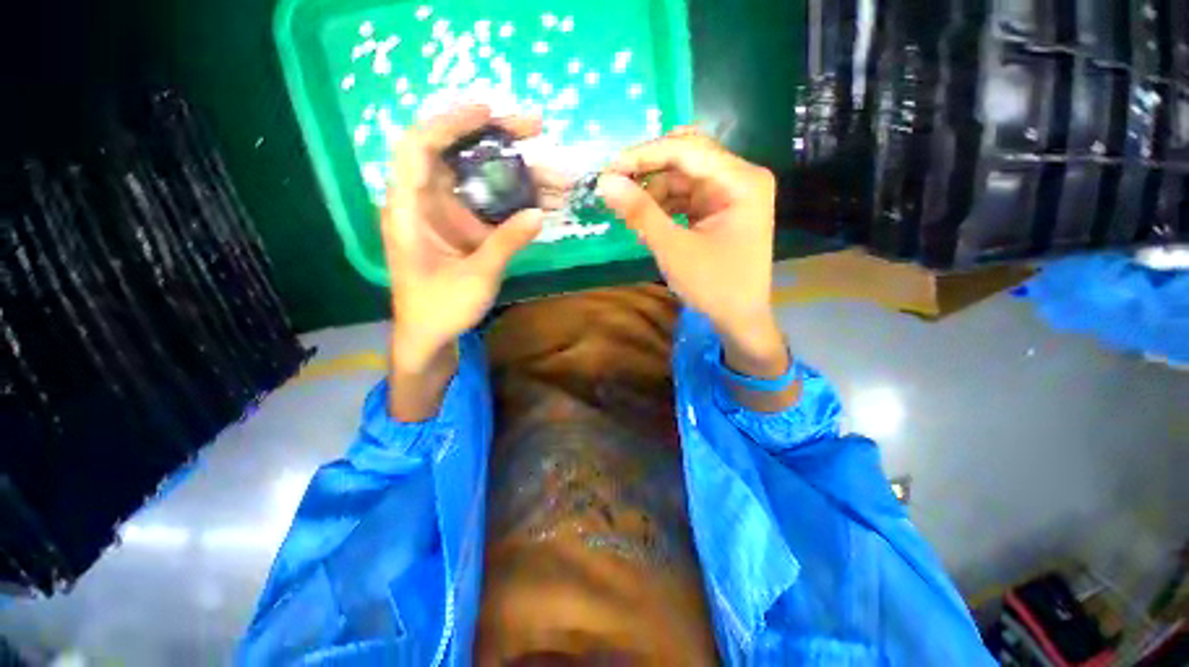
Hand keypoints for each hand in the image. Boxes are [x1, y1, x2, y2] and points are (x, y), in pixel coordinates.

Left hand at [383, 105, 564, 369]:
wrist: (430, 335)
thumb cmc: (440, 308)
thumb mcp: (476, 277)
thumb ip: (506, 243)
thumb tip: (539, 214)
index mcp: (409, 209)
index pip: (420, 147)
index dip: (451, 123)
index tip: (490, 113)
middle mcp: (425, 202)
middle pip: (456, 153)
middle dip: (496, 139)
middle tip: (536, 130)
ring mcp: (446, 214)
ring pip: (478, 178)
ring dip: (516, 172)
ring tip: (555, 175)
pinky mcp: (463, 227)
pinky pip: (489, 203)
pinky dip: (515, 199)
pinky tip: (543, 201)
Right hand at [598, 130, 785, 366]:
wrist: (740, 320)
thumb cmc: (713, 286)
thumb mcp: (673, 248)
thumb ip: (640, 212)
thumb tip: (605, 182)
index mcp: (740, 180)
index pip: (686, 149)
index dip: (643, 155)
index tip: (609, 170)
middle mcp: (740, 178)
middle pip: (686, 158)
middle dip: (648, 172)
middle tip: (616, 188)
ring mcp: (732, 194)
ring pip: (683, 178)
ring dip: (654, 193)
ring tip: (630, 214)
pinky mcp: (721, 210)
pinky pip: (687, 197)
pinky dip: (665, 206)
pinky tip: (648, 221)